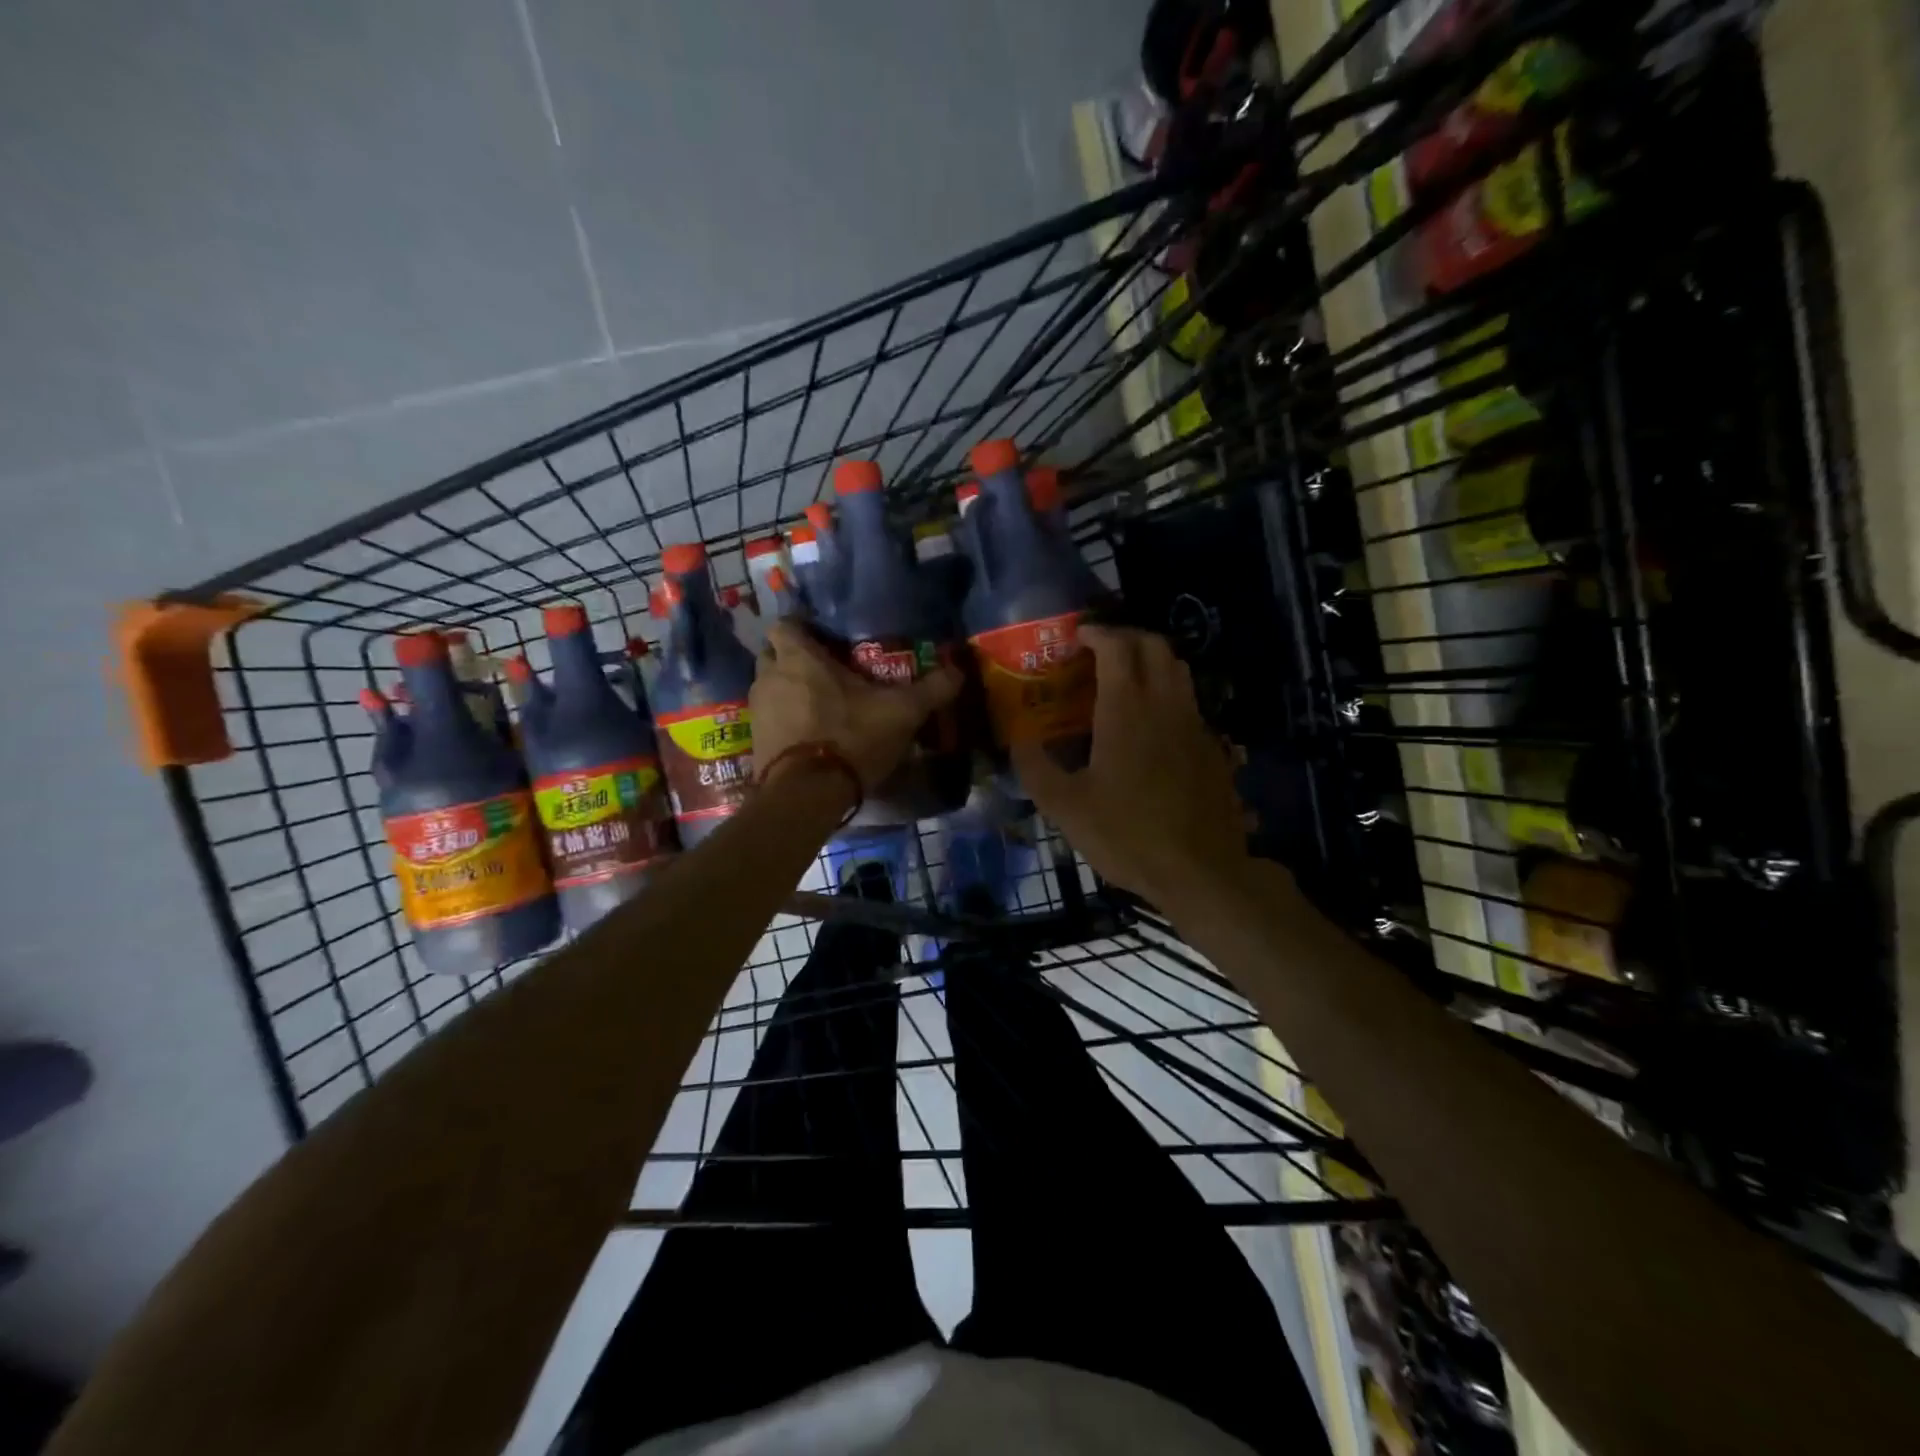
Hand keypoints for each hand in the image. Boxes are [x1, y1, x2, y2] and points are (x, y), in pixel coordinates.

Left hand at [750, 619, 962, 792]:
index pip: (785, 624)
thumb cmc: (850, 737)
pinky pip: (768, 719)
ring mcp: (757, 711)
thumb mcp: (901, 712)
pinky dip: (784, 721)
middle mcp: (769, 677)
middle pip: (773, 654)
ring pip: (769, 687)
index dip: (803, 627)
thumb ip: (931, 689)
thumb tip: (958, 670)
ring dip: (788, 691)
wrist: (806, 794)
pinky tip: (808, 735)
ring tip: (819, 705)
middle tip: (825, 671)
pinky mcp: (755, 742)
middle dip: (793, 659)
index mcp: (798, 658)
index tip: (825, 638)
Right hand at [1013, 625, 1249, 903]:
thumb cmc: (1127, 835)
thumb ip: (1035, 768)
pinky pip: (1189, 702)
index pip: (1118, 646)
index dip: (1097, 633)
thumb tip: (1018, 741)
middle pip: (1155, 646)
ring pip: (1179, 670)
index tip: (1077, 636)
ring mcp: (1195, 725)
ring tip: (1125, 681)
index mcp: (1127, 709)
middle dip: (1127, 638)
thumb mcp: (1065, 807)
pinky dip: (1168, 694)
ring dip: (1152, 661)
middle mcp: (1166, 705)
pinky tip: (1151, 726)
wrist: (1200, 872)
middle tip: (1100, 652)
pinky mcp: (1212, 749)